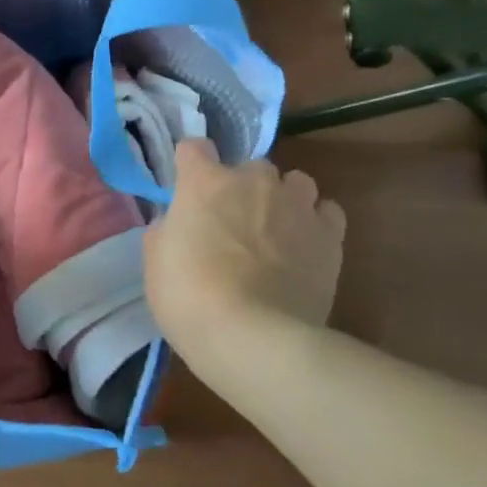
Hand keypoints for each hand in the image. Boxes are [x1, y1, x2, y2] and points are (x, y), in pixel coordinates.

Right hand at [144, 139, 345, 361]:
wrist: (255, 338)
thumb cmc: (190, 299)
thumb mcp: (156, 265)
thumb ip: (167, 232)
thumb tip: (177, 224)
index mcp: (204, 183)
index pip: (194, 148)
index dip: (190, 166)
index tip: (188, 188)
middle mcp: (253, 181)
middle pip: (249, 166)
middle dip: (242, 187)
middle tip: (233, 223)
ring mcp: (296, 205)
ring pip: (295, 182)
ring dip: (284, 198)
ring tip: (276, 231)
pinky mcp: (330, 235)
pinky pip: (326, 212)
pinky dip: (316, 222)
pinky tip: (305, 246)